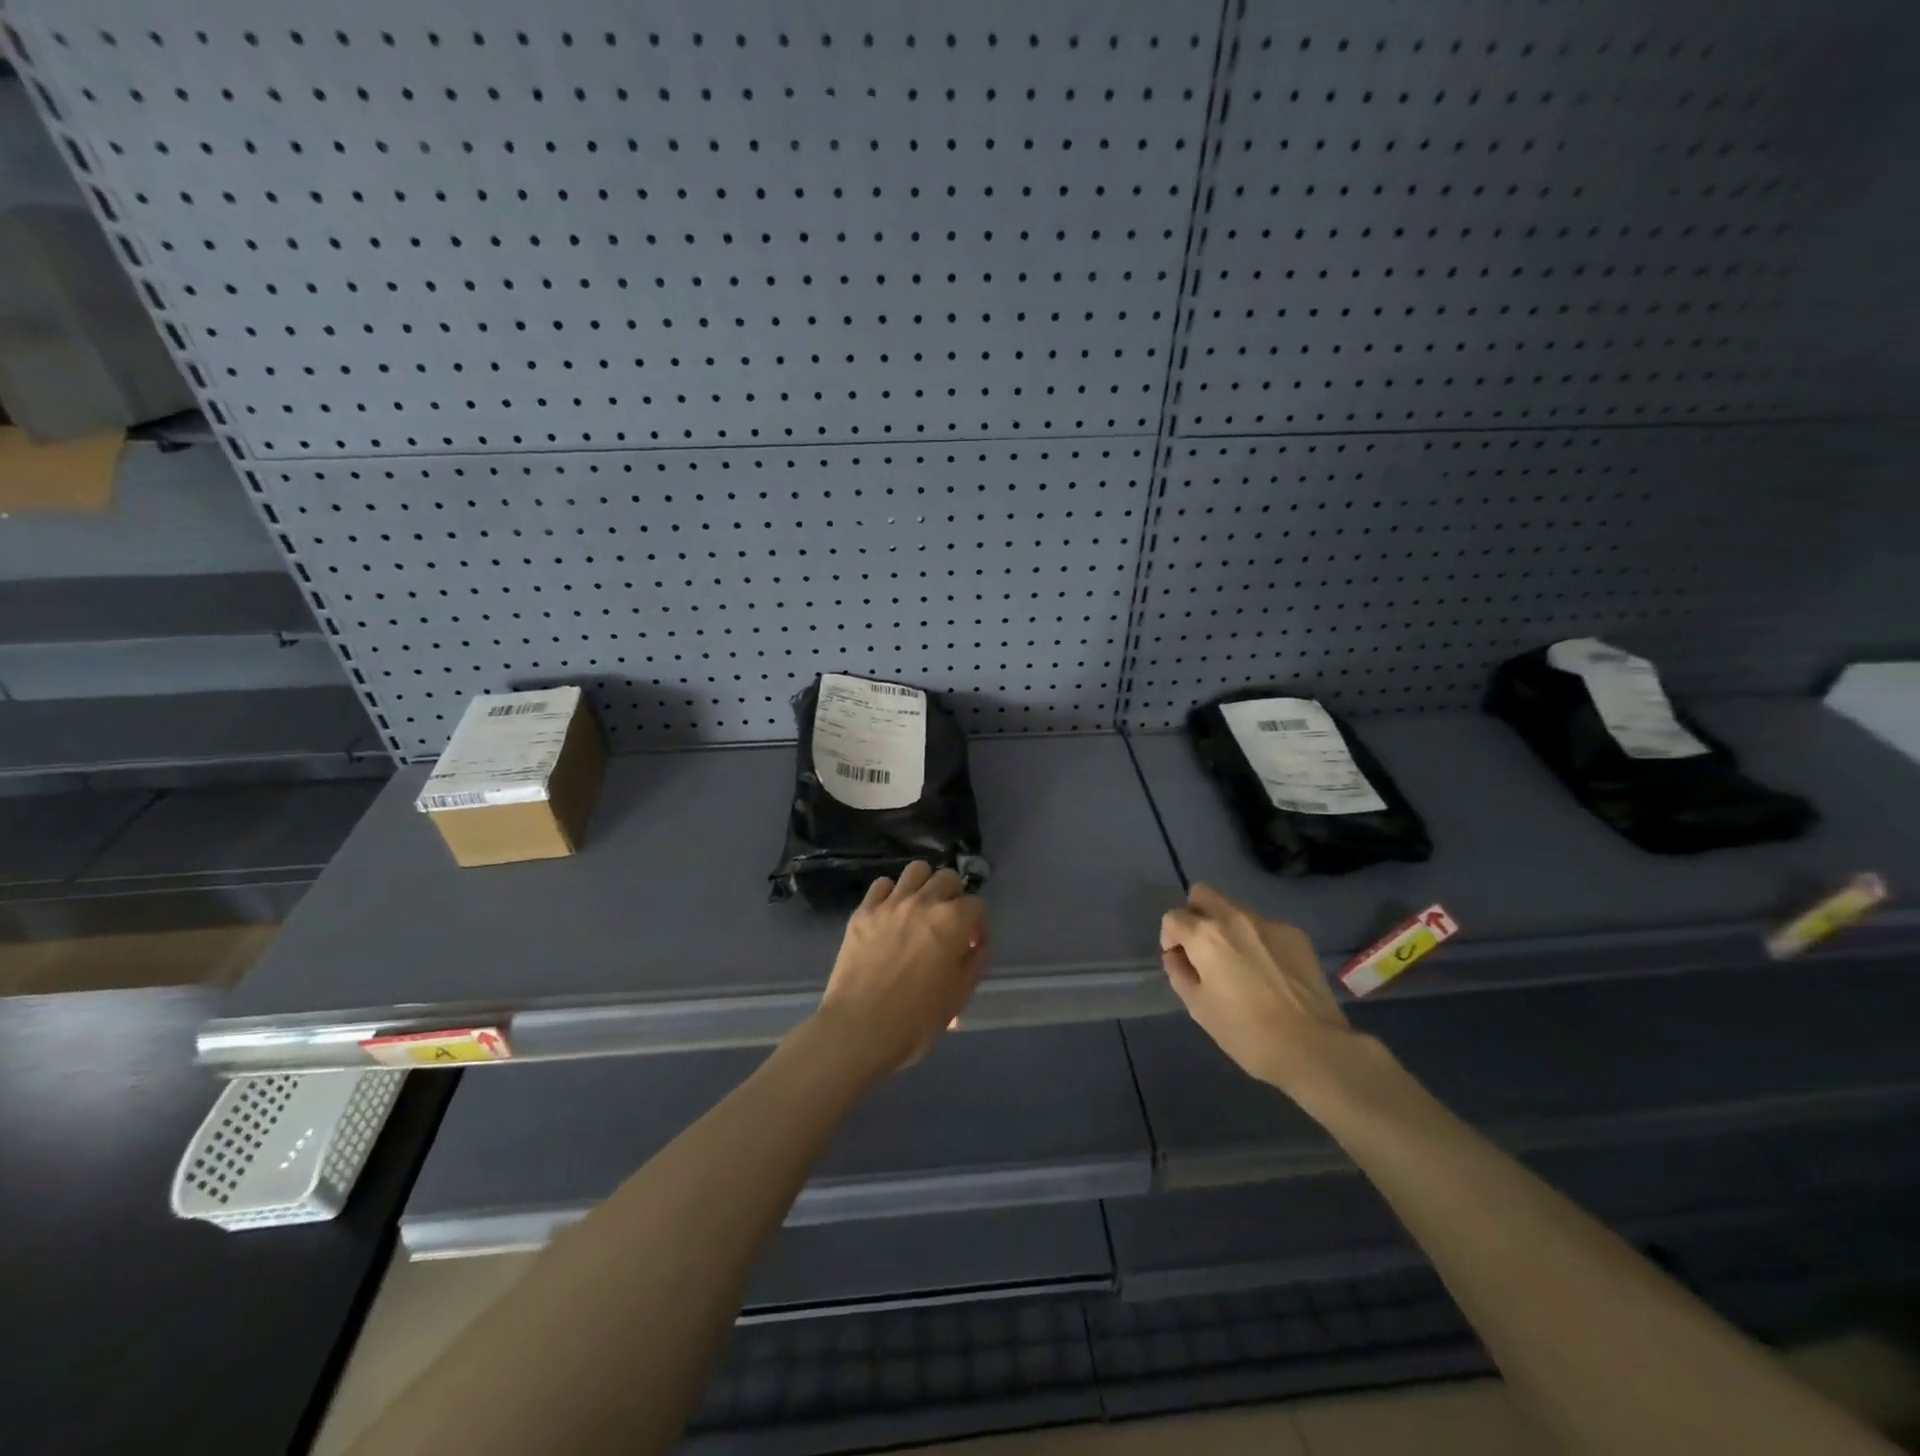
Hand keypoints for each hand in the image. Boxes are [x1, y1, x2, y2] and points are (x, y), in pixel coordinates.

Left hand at [815, 862, 988, 1075]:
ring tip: (920, 910)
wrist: (858, 1029)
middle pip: (948, 878)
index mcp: (953, 921)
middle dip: (954, 898)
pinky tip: (890, 915)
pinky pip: (881, 885)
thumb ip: (974, 962)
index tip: (970, 946)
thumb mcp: (959, 996)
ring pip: (916, 871)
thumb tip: (975, 944)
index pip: (977, 905)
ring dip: (924, 886)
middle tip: (947, 924)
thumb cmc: (916, 1020)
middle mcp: (924, 902)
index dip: (978, 925)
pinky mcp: (863, 911)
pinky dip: (890, 894)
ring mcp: (890, 903)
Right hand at [1160, 883, 1363, 1098]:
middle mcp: (1235, 918)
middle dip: (1195, 915)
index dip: (1170, 939)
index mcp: (1206, 936)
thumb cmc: (1247, 1033)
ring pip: (1235, 910)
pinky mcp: (1296, 935)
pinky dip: (1258, 942)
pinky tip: (1269, 973)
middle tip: (1202, 950)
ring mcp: (1269, 924)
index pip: (1173, 917)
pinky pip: (1265, 928)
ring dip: (1228, 929)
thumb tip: (1177, 956)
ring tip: (1241, 966)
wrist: (1313, 1048)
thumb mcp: (1199, 1008)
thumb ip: (1179, 973)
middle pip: (1202, 894)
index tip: (1181, 962)